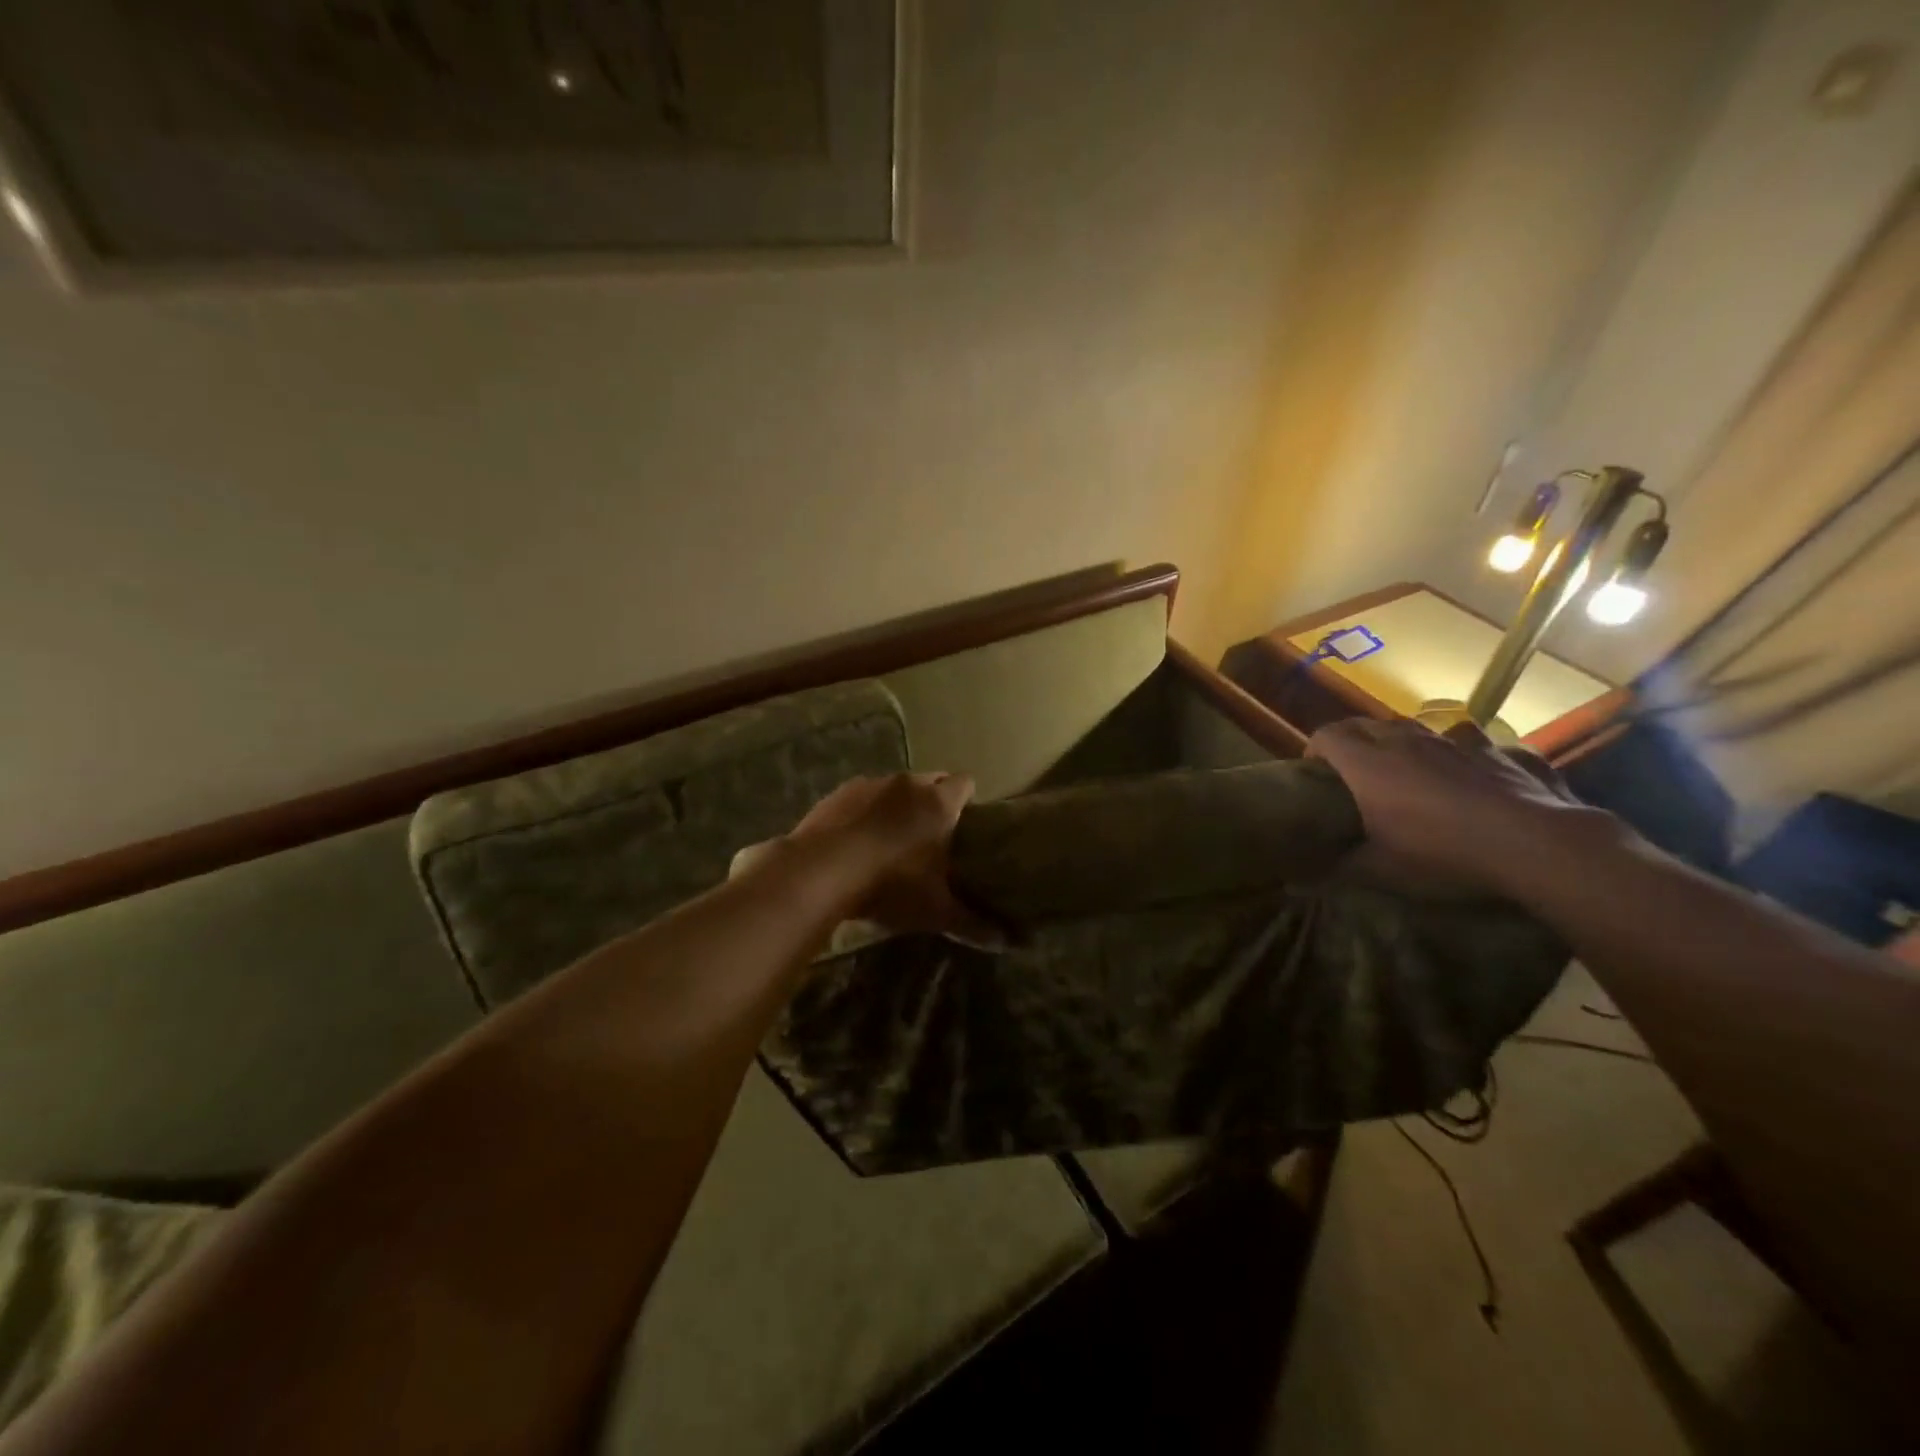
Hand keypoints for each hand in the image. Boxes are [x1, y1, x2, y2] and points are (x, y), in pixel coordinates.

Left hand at [766, 773, 1002, 943]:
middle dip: (934, 799)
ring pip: (895, 787)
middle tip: (932, 834)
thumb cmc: (891, 885)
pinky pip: (861, 796)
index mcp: (939, 803)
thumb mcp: (936, 911)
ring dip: (897, 804)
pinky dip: (864, 812)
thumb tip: (1007, 944)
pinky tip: (856, 840)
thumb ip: (973, 924)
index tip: (966, 822)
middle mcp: (908, 784)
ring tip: (891, 838)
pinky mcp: (838, 794)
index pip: (966, 783)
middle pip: (931, 780)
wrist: (821, 871)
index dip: (968, 799)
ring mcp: (870, 784)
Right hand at [1307, 718, 1593, 894]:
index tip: (1315, 774)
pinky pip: (1465, 741)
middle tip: (1352, 772)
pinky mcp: (1493, 750)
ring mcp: (1452, 741)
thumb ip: (1340, 866)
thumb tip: (1302, 878)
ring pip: (1413, 727)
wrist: (1534, 844)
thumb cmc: (1442, 853)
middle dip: (1351, 741)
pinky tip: (1465, 775)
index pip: (1326, 735)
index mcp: (1368, 763)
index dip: (1315, 750)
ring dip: (1400, 743)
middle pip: (1364, 724)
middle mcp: (1405, 741)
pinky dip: (1455, 753)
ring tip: (1406, 771)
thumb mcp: (1382, 870)